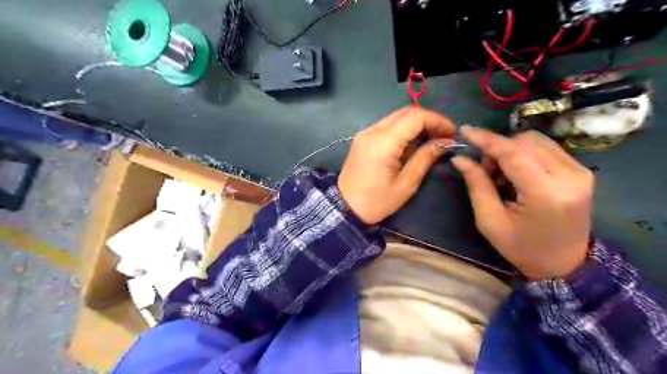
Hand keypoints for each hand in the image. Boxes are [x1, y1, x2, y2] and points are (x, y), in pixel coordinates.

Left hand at [339, 107, 458, 222]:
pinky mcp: (363, 138)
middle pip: (406, 112)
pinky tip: (413, 143)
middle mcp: (372, 131)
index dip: (437, 121)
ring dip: (417, 124)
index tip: (452, 134)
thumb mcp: (406, 184)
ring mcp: (365, 133)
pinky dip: (404, 129)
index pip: (415, 117)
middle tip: (444, 136)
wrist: (344, 207)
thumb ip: (425, 158)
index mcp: (383, 143)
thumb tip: (445, 142)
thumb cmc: (376, 202)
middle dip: (429, 120)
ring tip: (432, 139)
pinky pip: (387, 125)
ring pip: (397, 117)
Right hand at [451, 126, 590, 278]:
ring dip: (511, 149)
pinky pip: (546, 148)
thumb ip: (476, 185)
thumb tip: (460, 158)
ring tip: (501, 173)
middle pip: (525, 142)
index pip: (513, 153)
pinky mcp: (582, 171)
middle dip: (498, 148)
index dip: (487, 139)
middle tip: (485, 169)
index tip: (465, 130)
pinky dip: (525, 153)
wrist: (564, 264)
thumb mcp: (489, 221)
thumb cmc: (521, 247)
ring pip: (536, 141)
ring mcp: (580, 172)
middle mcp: (569, 177)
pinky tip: (517, 172)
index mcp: (545, 194)